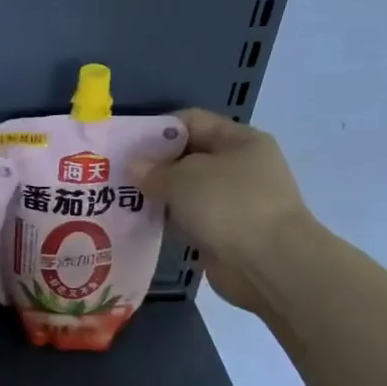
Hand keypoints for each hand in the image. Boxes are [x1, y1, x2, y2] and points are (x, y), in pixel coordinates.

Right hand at [136, 109, 318, 311]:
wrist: (269, 264)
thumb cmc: (229, 205)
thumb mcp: (184, 178)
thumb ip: (154, 170)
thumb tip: (135, 167)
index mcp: (240, 140)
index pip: (192, 121)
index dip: (157, 129)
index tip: (127, 144)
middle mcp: (240, 166)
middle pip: (188, 156)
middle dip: (154, 165)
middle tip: (117, 174)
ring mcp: (235, 201)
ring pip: (188, 190)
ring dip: (159, 194)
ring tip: (122, 198)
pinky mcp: (226, 232)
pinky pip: (190, 218)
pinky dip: (170, 219)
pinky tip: (142, 222)